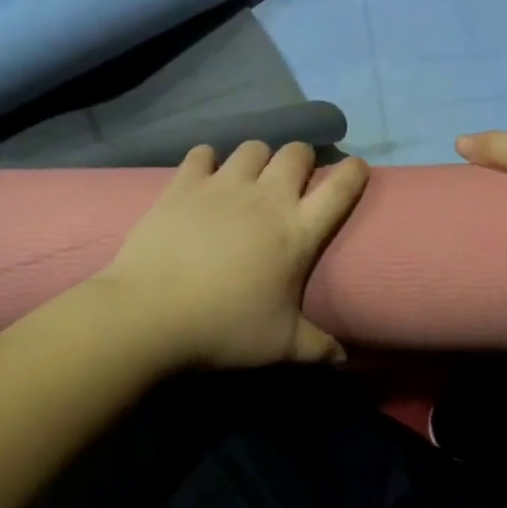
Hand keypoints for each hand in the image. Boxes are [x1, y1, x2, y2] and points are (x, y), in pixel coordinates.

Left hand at [98, 141, 368, 368]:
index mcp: (297, 231)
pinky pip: (202, 154)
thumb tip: (343, 360)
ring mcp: (223, 186)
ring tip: (249, 177)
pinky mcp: (184, 185)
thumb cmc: (223, 328)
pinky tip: (203, 176)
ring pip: (253, 148)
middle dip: (301, 159)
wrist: (149, 316)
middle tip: (293, 179)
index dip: (354, 172)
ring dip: (257, 158)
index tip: (356, 168)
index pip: (340, 188)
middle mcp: (266, 198)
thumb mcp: (279, 345)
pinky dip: (206, 161)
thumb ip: (317, 348)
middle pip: (296, 153)